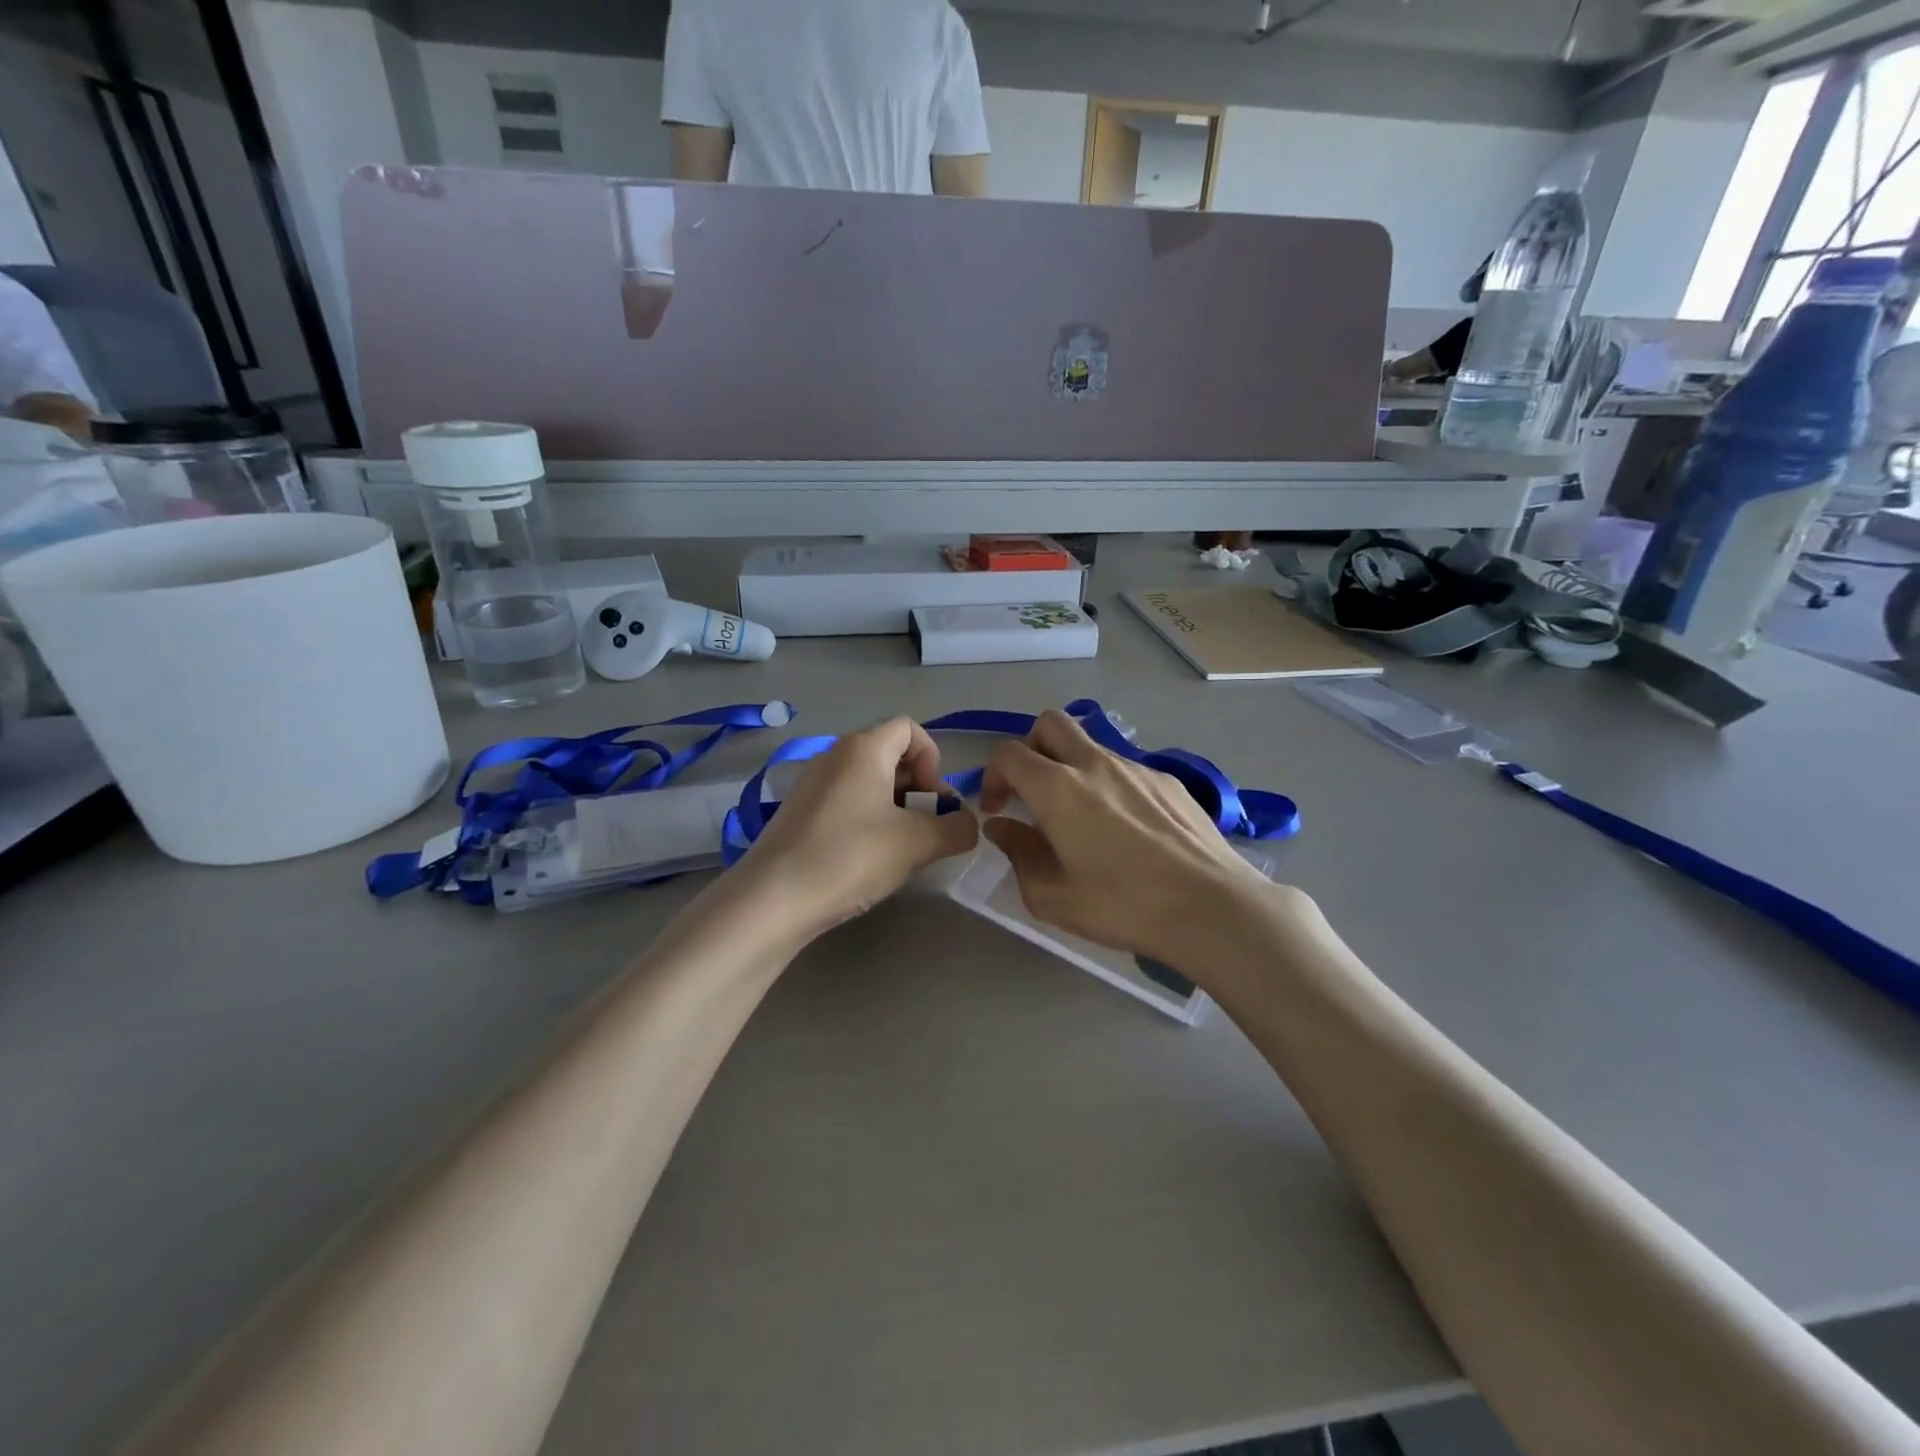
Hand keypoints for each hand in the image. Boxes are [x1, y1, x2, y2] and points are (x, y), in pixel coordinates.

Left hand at [741, 717, 978, 934]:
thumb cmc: (850, 857)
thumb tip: (967, 824)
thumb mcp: (917, 843)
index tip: (934, 800)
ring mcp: (812, 783)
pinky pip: (846, 802)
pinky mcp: (798, 812)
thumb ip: (956, 828)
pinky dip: (867, 820)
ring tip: (901, 849)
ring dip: (895, 808)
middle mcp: (835, 755)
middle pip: (890, 755)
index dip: (933, 759)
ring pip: (868, 782)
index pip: (910, 729)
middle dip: (918, 788)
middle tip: (926, 829)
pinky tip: (867, 859)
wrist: (773, 899)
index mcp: (864, 748)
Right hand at [979, 710, 1279, 968]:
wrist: (1211, 907)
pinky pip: (1126, 771)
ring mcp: (1137, 768)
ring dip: (1073, 769)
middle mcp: (1095, 764)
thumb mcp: (1051, 896)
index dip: (993, 776)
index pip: (1009, 754)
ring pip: (1091, 746)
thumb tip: (1002, 827)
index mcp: (1057, 788)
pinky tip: (1129, 832)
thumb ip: (1018, 854)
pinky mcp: (1169, 782)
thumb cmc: (1122, 905)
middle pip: (1050, 724)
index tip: (998, 810)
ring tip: (1084, 821)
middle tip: (1033, 791)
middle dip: (1031, 749)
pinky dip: (1111, 787)